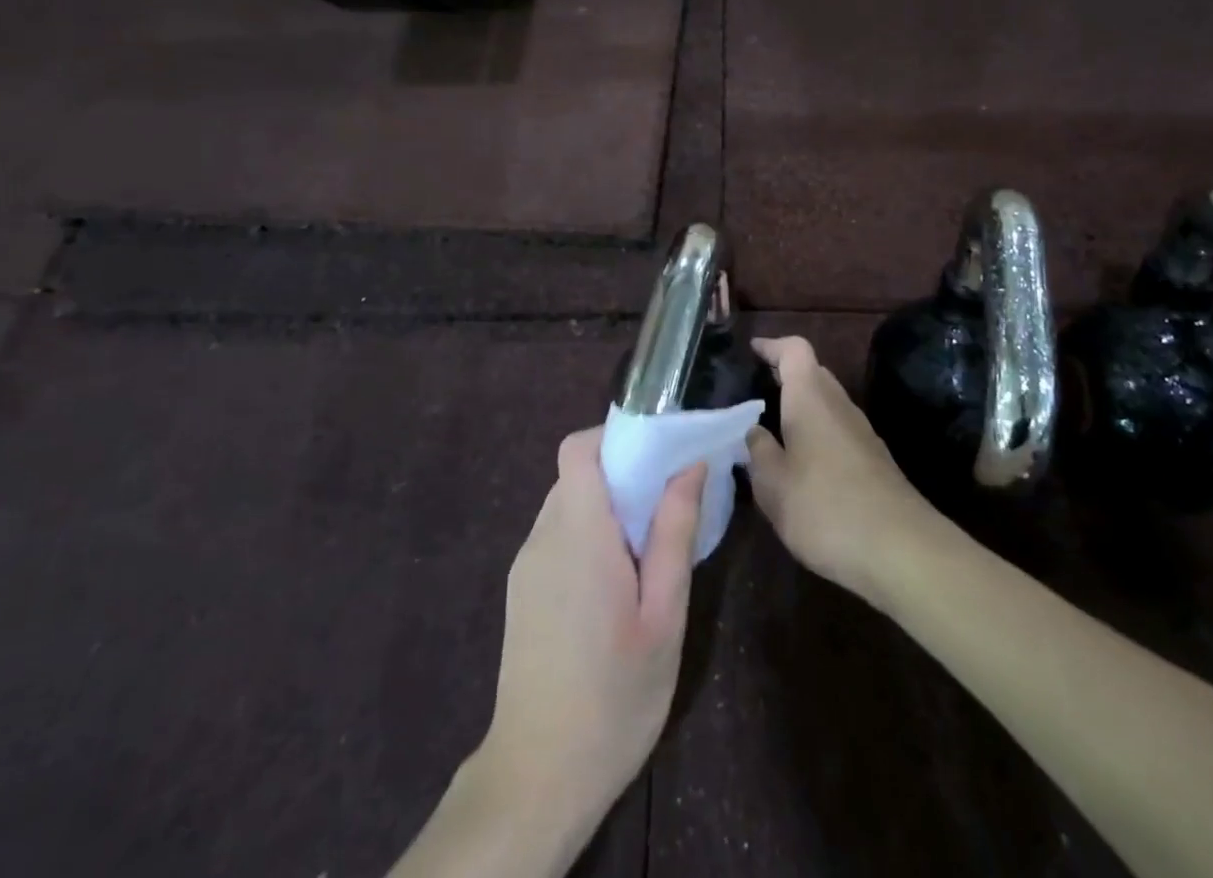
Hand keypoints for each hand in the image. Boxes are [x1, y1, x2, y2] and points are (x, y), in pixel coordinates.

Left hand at [478, 427, 706, 847]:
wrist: (538, 777)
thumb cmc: (614, 696)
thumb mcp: (663, 616)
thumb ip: (674, 533)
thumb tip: (690, 466)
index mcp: (577, 533)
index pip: (577, 448)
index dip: (614, 436)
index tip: (656, 453)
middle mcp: (543, 536)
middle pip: (576, 474)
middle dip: (621, 474)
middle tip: (666, 504)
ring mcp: (526, 565)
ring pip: (567, 504)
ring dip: (606, 507)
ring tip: (647, 549)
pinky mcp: (522, 590)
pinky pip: (557, 536)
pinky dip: (587, 535)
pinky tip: (615, 584)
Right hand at [745, 336, 938, 603]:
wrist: (902, 550)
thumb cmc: (825, 508)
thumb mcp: (773, 485)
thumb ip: (759, 452)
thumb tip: (755, 431)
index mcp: (810, 398)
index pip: (794, 350)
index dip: (772, 346)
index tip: (752, 350)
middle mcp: (839, 405)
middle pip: (814, 373)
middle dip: (786, 375)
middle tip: (757, 389)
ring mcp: (862, 432)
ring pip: (828, 403)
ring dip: (802, 406)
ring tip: (774, 428)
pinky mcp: (875, 460)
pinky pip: (838, 429)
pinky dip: (818, 432)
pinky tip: (804, 463)